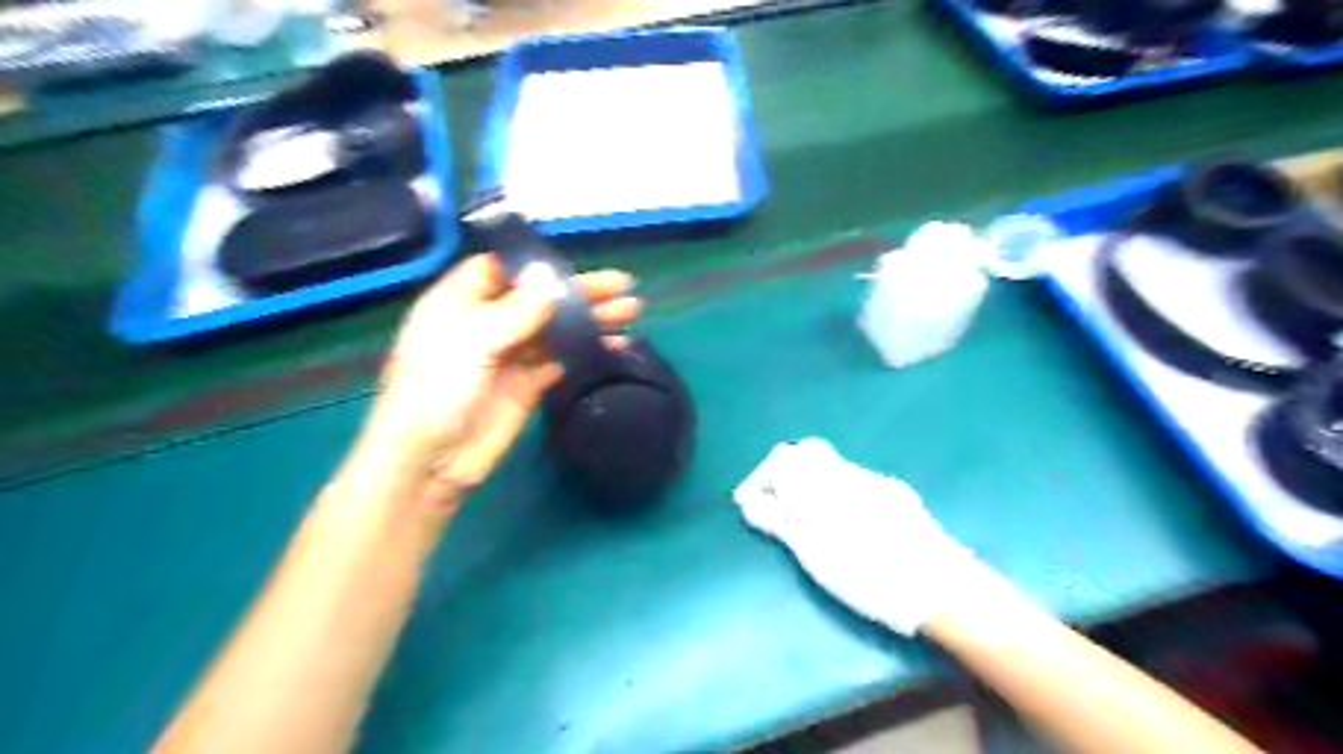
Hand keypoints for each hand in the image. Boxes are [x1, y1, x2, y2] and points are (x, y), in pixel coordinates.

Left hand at [343, 255, 638, 510]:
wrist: (430, 462)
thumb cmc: (436, 391)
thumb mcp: (471, 342)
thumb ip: (516, 310)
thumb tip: (553, 281)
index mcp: (459, 301)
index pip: (502, 269)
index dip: (537, 265)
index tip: (576, 263)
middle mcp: (486, 322)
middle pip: (538, 298)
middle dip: (578, 291)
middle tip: (622, 285)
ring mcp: (509, 355)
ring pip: (555, 328)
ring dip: (589, 319)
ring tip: (630, 310)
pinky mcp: (527, 384)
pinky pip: (561, 359)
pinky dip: (586, 350)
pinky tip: (613, 344)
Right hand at [734, 440, 982, 638]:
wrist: (940, 585)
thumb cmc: (870, 574)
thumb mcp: (813, 554)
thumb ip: (779, 522)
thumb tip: (748, 502)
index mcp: (823, 481)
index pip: (781, 459)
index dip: (758, 478)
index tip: (747, 504)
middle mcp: (848, 471)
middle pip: (806, 453)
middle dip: (782, 474)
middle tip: (771, 505)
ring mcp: (874, 480)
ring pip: (829, 467)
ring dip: (807, 483)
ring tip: (801, 518)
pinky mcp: (894, 494)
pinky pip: (851, 480)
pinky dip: (831, 492)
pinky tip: (838, 522)